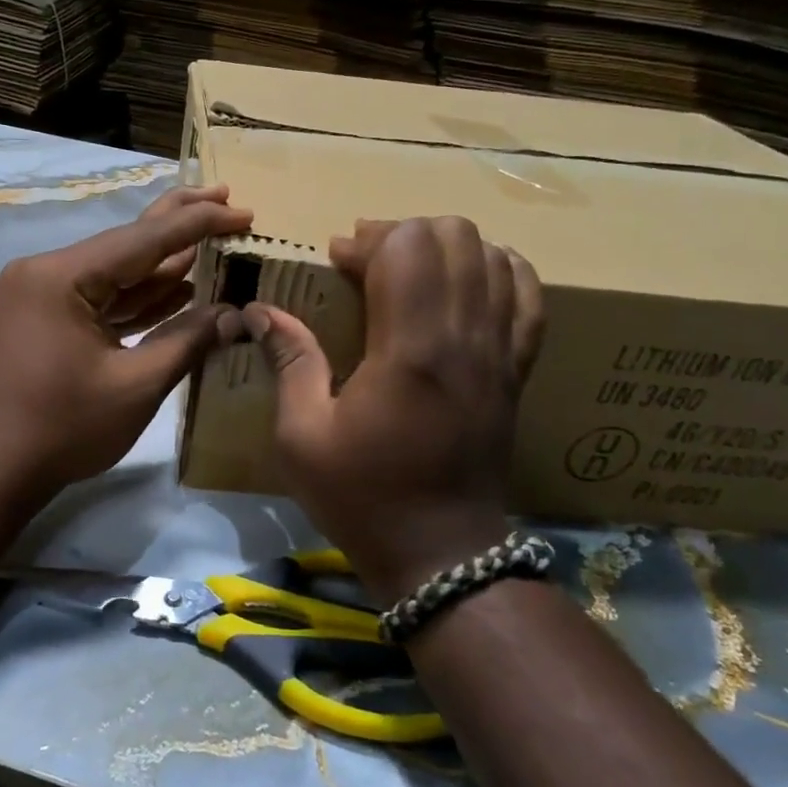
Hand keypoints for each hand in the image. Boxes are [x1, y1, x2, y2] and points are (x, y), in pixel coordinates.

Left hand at [0, 184, 250, 506]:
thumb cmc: (61, 429)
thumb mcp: (135, 386)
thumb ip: (187, 341)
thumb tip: (234, 314)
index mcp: (62, 276)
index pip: (143, 239)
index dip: (198, 224)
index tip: (242, 210)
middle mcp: (47, 274)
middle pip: (125, 243)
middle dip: (178, 223)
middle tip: (225, 195)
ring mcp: (43, 298)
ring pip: (115, 273)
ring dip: (163, 264)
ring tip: (212, 238)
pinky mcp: (46, 322)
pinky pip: (102, 301)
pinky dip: (139, 297)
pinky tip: (179, 286)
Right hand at [244, 217, 545, 601]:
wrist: (442, 554)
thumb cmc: (363, 496)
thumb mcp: (302, 437)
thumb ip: (289, 362)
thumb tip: (260, 312)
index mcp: (409, 350)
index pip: (406, 248)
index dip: (365, 241)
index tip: (335, 261)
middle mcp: (465, 338)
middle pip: (454, 235)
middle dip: (403, 233)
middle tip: (367, 263)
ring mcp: (500, 352)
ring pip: (493, 255)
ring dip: (445, 248)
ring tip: (409, 273)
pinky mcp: (517, 369)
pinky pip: (527, 295)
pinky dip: (498, 271)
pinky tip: (466, 284)